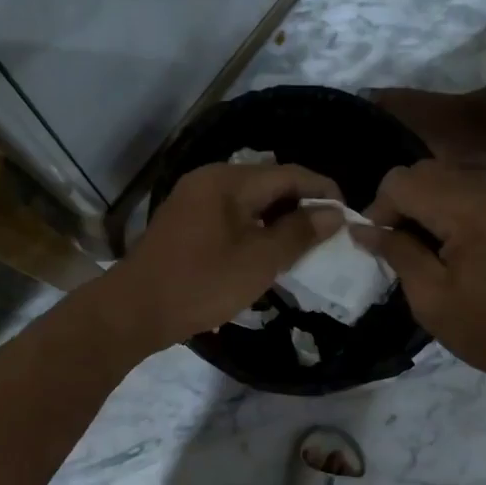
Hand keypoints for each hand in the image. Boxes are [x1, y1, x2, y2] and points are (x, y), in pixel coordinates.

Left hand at [104, 161, 343, 353]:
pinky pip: (231, 217)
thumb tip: (334, 213)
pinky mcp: (185, 224)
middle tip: (330, 233)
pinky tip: (268, 252)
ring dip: (279, 220)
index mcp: (228, 180)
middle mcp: (209, 180)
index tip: (349, 214)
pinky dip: (255, 229)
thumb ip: (299, 233)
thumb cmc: (202, 283)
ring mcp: (193, 201)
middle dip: (302, 205)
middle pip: (268, 184)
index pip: (289, 174)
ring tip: (305, 245)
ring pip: (250, 202)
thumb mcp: (259, 260)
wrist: (135, 311)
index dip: (323, 190)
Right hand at [351, 161, 485, 397]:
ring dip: (426, 205)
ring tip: (423, 250)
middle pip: (426, 171)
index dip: (379, 210)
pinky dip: (452, 208)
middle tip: (396, 248)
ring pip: (450, 177)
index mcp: (469, 209)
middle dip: (401, 204)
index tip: (377, 247)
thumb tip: (363, 228)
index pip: (402, 181)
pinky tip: (453, 247)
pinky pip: (474, 191)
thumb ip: (396, 252)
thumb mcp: (430, 298)